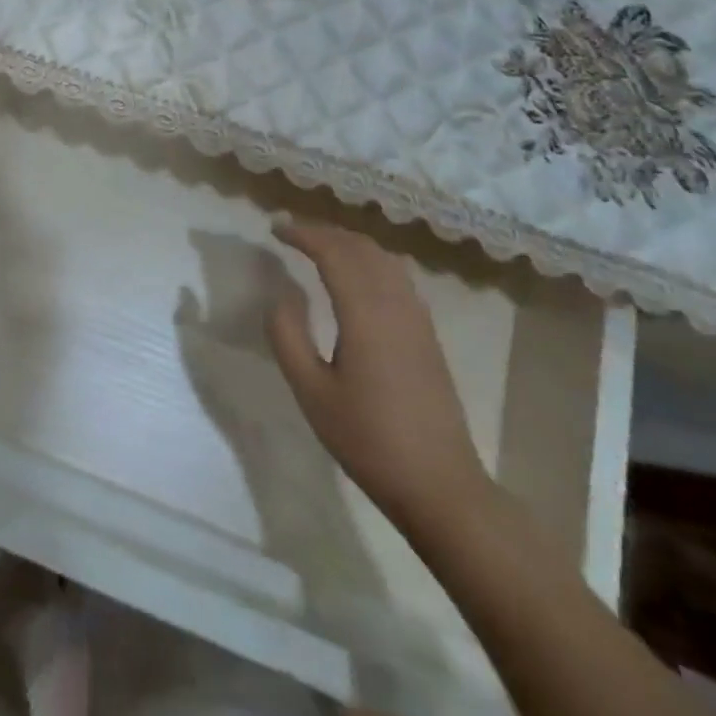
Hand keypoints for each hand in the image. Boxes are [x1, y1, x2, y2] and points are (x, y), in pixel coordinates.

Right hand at [265, 220, 487, 526]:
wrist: (440, 485)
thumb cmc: (368, 440)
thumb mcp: (312, 392)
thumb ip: (288, 336)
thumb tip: (281, 294)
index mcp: (365, 314)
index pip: (333, 253)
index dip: (303, 234)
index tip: (275, 229)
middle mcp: (395, 305)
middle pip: (361, 248)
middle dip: (325, 233)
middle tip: (292, 234)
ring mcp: (417, 319)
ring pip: (384, 259)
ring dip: (350, 244)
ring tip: (320, 247)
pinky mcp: (427, 335)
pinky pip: (398, 277)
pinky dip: (371, 261)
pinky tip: (357, 278)